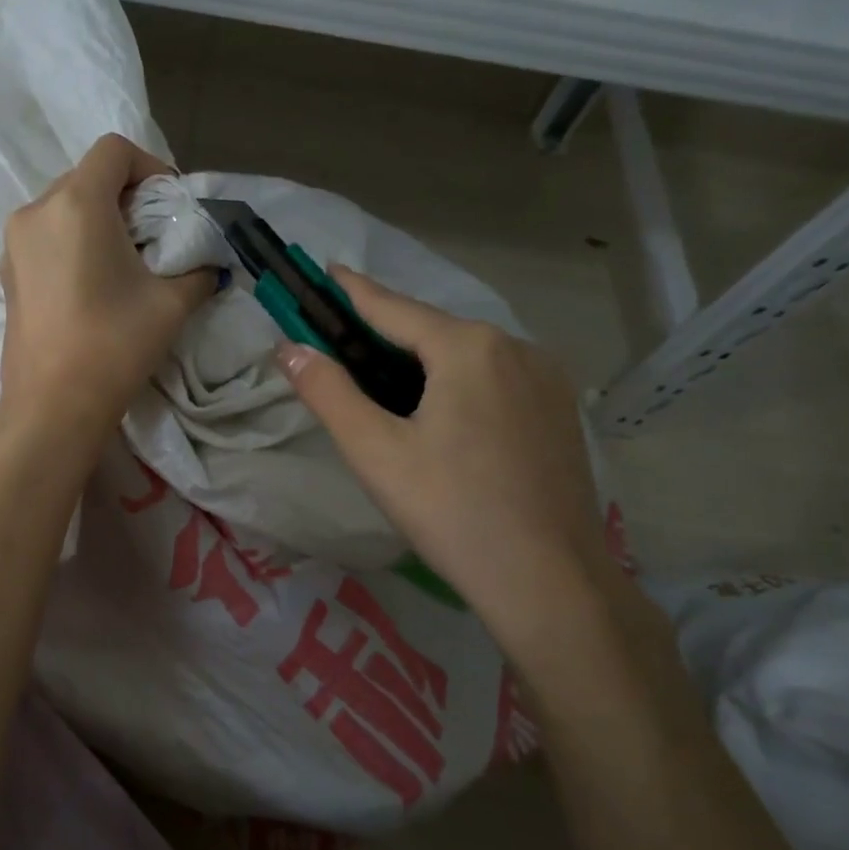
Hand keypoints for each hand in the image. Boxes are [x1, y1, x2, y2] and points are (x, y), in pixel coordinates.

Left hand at [0, 134, 215, 440]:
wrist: (52, 405)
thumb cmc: (114, 345)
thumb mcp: (171, 304)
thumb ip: (198, 271)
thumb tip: (209, 265)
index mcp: (76, 204)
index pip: (114, 151)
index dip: (149, 166)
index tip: (169, 204)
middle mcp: (37, 210)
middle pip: (86, 176)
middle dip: (125, 195)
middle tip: (152, 234)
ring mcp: (14, 241)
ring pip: (63, 205)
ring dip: (97, 218)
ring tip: (123, 260)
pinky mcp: (6, 271)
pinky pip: (45, 234)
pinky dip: (72, 240)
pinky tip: (92, 280)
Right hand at [278, 268, 627, 648]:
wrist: (547, 580)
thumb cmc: (450, 510)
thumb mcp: (374, 451)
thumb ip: (328, 392)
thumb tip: (288, 349)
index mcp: (468, 347)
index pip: (394, 307)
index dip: (354, 290)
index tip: (327, 269)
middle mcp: (514, 348)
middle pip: (433, 331)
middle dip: (386, 333)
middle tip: (344, 344)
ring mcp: (546, 379)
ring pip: (468, 355)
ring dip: (423, 359)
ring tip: (385, 384)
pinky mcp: (560, 411)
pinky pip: (495, 378)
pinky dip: (458, 381)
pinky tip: (442, 414)